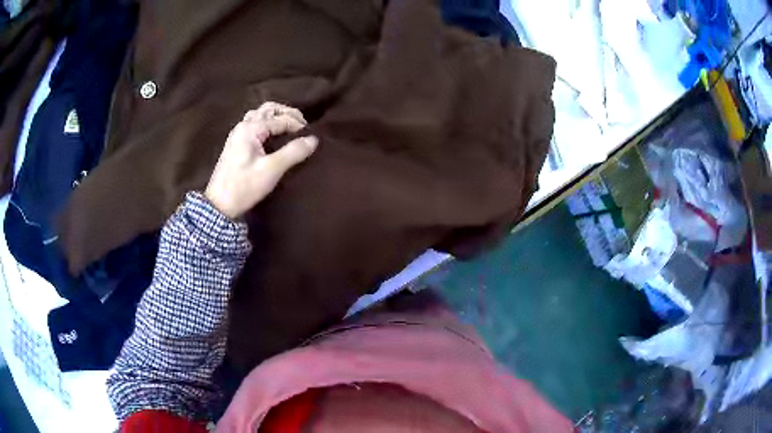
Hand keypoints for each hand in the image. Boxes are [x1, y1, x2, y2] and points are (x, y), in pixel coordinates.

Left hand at [205, 102, 317, 218]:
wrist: (220, 204)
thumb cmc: (244, 186)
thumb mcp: (271, 170)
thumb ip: (293, 152)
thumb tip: (313, 139)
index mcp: (250, 128)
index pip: (280, 119)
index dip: (298, 125)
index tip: (311, 136)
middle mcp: (243, 126)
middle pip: (268, 109)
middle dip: (287, 113)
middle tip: (302, 124)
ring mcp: (238, 134)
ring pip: (260, 115)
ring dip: (276, 116)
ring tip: (290, 126)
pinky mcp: (236, 144)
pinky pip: (254, 124)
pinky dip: (268, 123)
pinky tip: (274, 134)